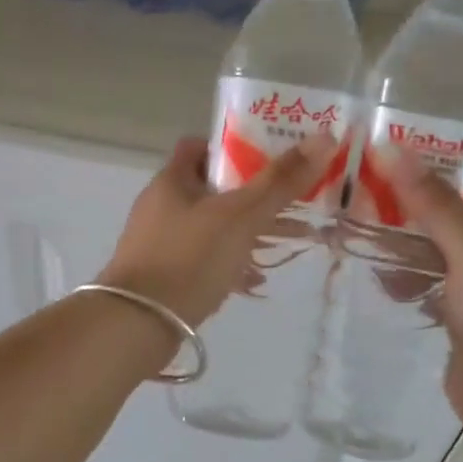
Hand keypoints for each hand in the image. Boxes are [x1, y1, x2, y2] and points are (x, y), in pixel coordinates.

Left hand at [98, 133, 339, 327]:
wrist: (137, 324)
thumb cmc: (189, 259)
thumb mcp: (240, 216)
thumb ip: (280, 181)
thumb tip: (325, 137)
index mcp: (172, 181)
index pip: (200, 147)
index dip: (234, 147)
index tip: (269, 158)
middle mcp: (161, 207)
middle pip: (212, 190)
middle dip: (254, 196)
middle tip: (294, 201)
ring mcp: (159, 244)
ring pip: (212, 228)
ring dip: (247, 232)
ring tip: (290, 241)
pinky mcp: (163, 277)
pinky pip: (204, 262)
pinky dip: (230, 264)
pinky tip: (255, 281)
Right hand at [379, 149, 462, 428]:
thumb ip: (436, 205)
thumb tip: (393, 150)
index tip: (436, 151)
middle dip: (429, 198)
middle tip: (381, 185)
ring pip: (442, 252)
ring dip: (410, 240)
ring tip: (367, 226)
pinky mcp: (459, 321)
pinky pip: (429, 288)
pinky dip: (405, 280)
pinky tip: (379, 280)